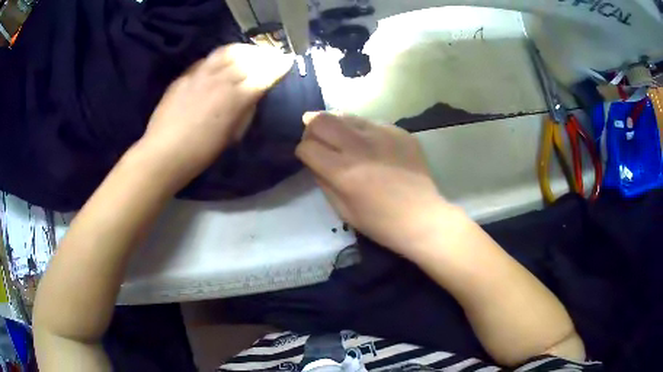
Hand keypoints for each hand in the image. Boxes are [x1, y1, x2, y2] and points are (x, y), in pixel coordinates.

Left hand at [139, 44, 293, 183]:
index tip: (287, 61)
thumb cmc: (201, 153)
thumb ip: (245, 111)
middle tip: (271, 56)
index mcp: (235, 99)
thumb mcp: (232, 136)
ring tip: (249, 53)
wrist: (164, 153)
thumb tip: (251, 95)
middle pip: (248, 58)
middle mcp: (220, 80)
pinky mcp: (185, 75)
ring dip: (243, 50)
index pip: (263, 75)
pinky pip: (208, 58)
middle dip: (264, 55)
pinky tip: (223, 61)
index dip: (279, 66)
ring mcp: (200, 74)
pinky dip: (221, 56)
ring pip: (227, 51)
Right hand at [296, 112, 451, 253]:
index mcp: (343, 171)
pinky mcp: (399, 131)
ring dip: (336, 124)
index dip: (303, 151)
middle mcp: (360, 146)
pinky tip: (370, 145)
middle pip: (322, 120)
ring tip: (341, 138)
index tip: (309, 157)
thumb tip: (315, 160)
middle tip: (317, 138)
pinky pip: (370, 122)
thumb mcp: (342, 210)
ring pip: (345, 115)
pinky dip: (361, 130)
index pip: (307, 146)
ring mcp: (382, 134)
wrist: (421, 216)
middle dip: (312, 127)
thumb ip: (323, 181)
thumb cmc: (380, 222)